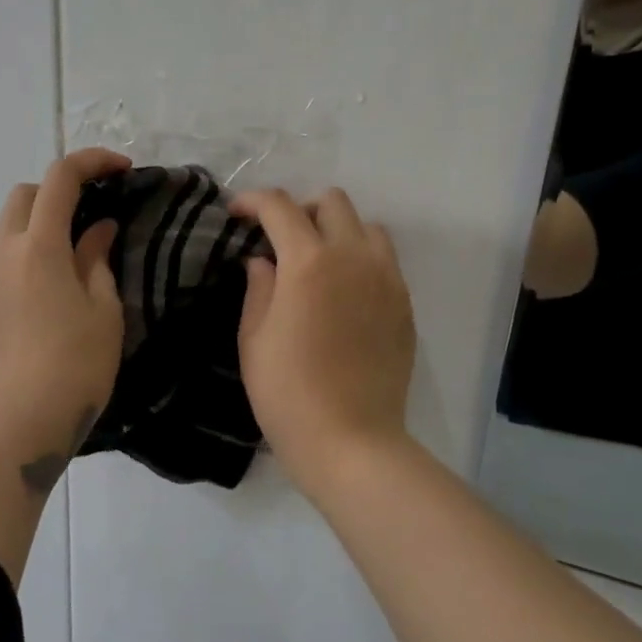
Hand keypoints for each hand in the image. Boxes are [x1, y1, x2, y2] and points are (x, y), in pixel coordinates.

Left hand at [0, 148, 130, 468]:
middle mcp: (7, 253)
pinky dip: (36, 250)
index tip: (123, 170)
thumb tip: (97, 230)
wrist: (21, 424)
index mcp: (39, 246)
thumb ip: (96, 259)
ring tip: (85, 248)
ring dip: (46, 221)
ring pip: (13, 227)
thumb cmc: (75, 364)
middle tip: (97, 208)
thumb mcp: (102, 309)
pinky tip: (64, 282)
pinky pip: (11, 258)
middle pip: (25, 195)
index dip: (92, 162)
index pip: (60, 179)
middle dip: (60, 188)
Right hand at [228, 187, 415, 481]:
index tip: (236, 213)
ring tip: (317, 262)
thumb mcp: (254, 338)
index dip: (253, 201)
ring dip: (337, 230)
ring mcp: (387, 279)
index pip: (280, 207)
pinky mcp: (405, 304)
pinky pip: (384, 260)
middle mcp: (353, 258)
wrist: (351, 440)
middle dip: (300, 210)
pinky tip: (343, 292)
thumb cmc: (287, 392)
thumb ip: (258, 287)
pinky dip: (360, 258)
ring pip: (366, 226)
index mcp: (309, 262)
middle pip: (332, 202)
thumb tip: (262, 261)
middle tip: (279, 239)